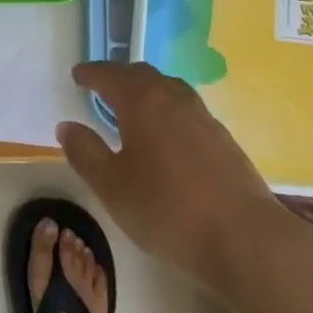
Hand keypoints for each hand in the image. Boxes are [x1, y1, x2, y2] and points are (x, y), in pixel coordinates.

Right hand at [57, 62, 300, 293]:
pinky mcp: (223, 138)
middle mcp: (172, 97)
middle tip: (102, 86)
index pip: (109, 75)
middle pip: (141, 74)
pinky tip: (169, 133)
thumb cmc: (169, 211)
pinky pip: (186, 108)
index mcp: (141, 102)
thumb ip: (86, 154)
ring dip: (147, 89)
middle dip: (118, 76)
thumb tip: (67, 126)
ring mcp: (202, 115)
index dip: (91, 73)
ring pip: (168, 87)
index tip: (77, 75)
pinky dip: (168, 108)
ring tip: (135, 105)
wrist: (246, 238)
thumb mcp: (113, 188)